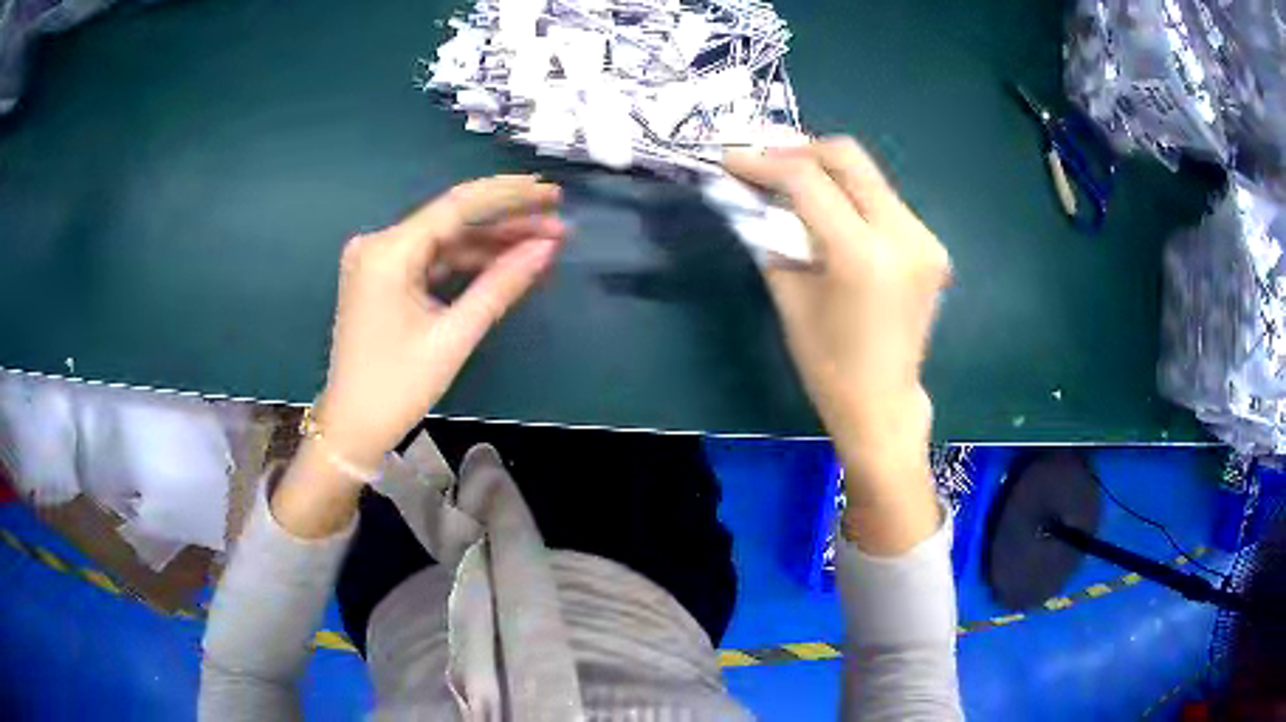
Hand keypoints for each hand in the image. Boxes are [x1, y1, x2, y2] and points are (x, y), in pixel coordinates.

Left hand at [315, 175, 565, 469]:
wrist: (352, 428)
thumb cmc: (398, 387)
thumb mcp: (453, 336)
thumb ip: (500, 285)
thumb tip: (547, 249)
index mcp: (388, 252)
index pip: (457, 207)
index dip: (509, 196)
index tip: (552, 193)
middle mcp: (379, 244)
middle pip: (453, 221)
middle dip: (507, 221)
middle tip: (558, 221)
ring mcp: (379, 260)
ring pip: (446, 241)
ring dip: (492, 243)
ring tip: (543, 243)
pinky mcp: (384, 277)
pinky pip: (433, 260)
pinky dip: (468, 263)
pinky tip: (505, 262)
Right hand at [726, 138, 948, 551]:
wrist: (882, 403)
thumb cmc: (827, 364)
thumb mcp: (788, 295)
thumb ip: (769, 235)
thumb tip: (747, 193)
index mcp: (862, 255)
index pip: (808, 180)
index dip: (764, 162)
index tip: (731, 158)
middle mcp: (903, 234)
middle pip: (848, 157)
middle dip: (799, 150)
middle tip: (764, 161)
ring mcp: (925, 238)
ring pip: (868, 175)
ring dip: (826, 170)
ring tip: (790, 182)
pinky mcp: (931, 244)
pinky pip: (884, 200)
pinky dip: (851, 194)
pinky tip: (830, 210)